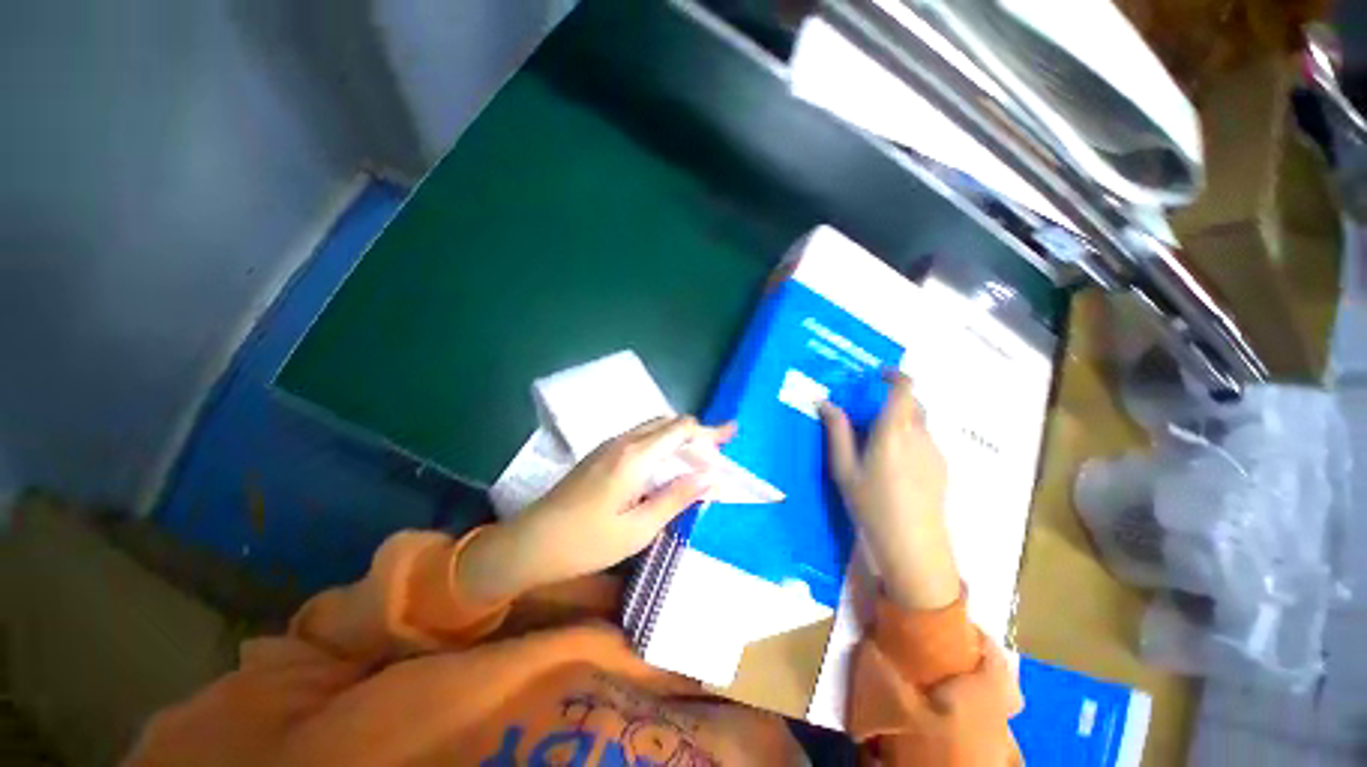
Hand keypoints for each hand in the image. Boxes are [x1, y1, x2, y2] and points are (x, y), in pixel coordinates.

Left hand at [459, 416, 732, 601]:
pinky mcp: (601, 454)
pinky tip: (666, 465)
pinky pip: (640, 438)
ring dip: (679, 438)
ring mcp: (609, 445)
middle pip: (669, 423)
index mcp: (636, 455)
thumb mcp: (639, 528)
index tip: (731, 435)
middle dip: (697, 432)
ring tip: (698, 457)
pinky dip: (662, 444)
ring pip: (654, 428)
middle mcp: (624, 440)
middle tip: (718, 450)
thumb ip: (677, 497)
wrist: (530, 543)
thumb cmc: (586, 542)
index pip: (681, 428)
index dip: (709, 431)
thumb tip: (711, 476)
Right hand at [820, 373, 959, 610]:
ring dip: (899, 421)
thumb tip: (826, 403)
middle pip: (912, 404)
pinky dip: (909, 438)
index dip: (894, 375)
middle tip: (865, 415)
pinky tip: (893, 466)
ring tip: (876, 444)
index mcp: (894, 430)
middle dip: (891, 400)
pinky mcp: (942, 468)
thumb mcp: (844, 469)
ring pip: (919, 423)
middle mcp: (920, 434)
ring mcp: (935, 451)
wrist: (914, 547)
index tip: (876, 375)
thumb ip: (837, 432)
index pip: (904, 388)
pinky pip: (924, 441)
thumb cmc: (872, 504)